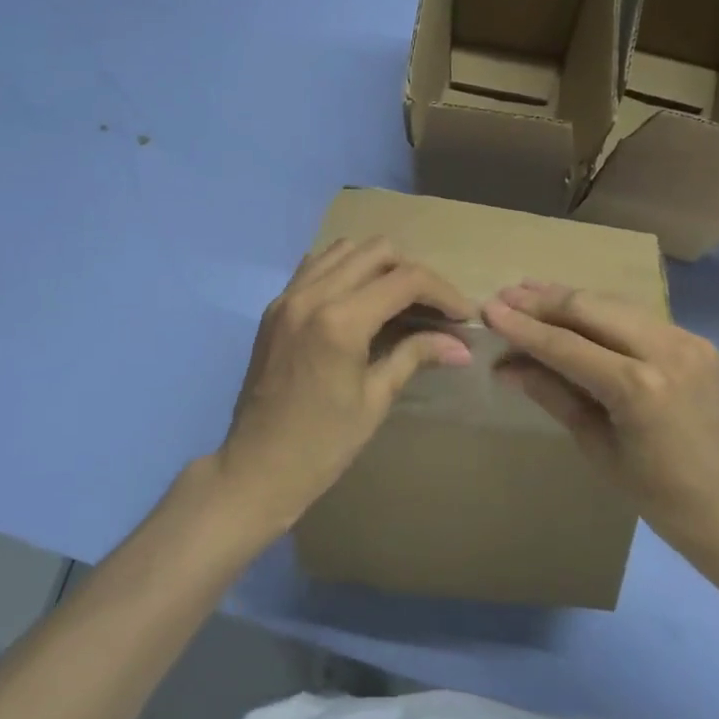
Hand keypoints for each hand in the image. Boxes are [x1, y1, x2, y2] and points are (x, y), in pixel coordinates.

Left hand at [215, 239, 472, 537]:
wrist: (255, 469)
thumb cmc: (321, 445)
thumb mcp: (375, 400)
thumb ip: (415, 356)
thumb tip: (462, 346)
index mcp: (339, 321)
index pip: (405, 280)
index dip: (443, 292)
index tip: (463, 315)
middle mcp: (312, 295)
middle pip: (377, 251)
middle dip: (413, 273)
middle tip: (432, 307)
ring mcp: (288, 297)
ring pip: (344, 249)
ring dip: (378, 265)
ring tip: (397, 299)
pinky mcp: (275, 306)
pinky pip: (316, 265)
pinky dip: (344, 269)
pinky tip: (358, 299)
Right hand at [481, 282, 718, 588]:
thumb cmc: (660, 497)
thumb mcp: (597, 448)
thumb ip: (552, 395)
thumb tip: (504, 366)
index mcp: (639, 388)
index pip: (566, 345)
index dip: (523, 327)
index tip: (488, 310)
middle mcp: (666, 350)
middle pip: (590, 308)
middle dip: (542, 301)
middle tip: (504, 296)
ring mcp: (687, 340)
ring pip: (613, 304)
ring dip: (569, 299)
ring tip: (528, 293)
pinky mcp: (697, 340)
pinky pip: (637, 317)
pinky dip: (601, 311)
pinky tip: (575, 309)